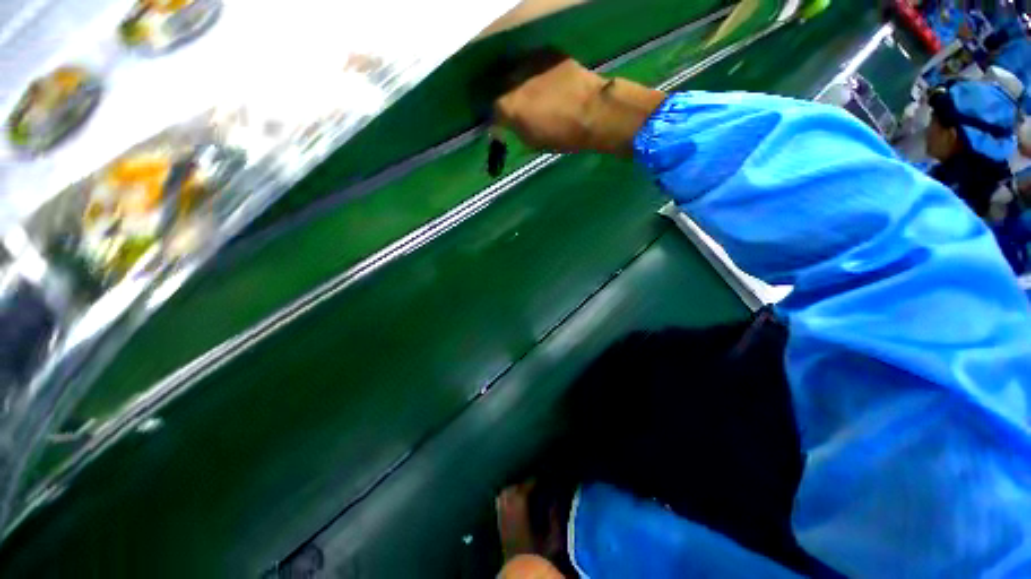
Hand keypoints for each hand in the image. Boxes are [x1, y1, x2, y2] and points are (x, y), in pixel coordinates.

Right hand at [494, 58, 665, 155]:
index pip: (492, 111)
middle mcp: (514, 80)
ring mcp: (531, 62)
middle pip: (501, 87)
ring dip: (520, 83)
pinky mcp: (549, 53)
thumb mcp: (533, 142)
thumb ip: (516, 130)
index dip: (497, 120)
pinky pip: (536, 64)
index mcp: (508, 105)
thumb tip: (510, 125)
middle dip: (505, 97)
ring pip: (517, 72)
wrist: (594, 112)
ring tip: (532, 94)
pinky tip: (547, 83)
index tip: (502, 125)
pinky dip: (537, 73)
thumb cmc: (563, 135)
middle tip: (516, 108)